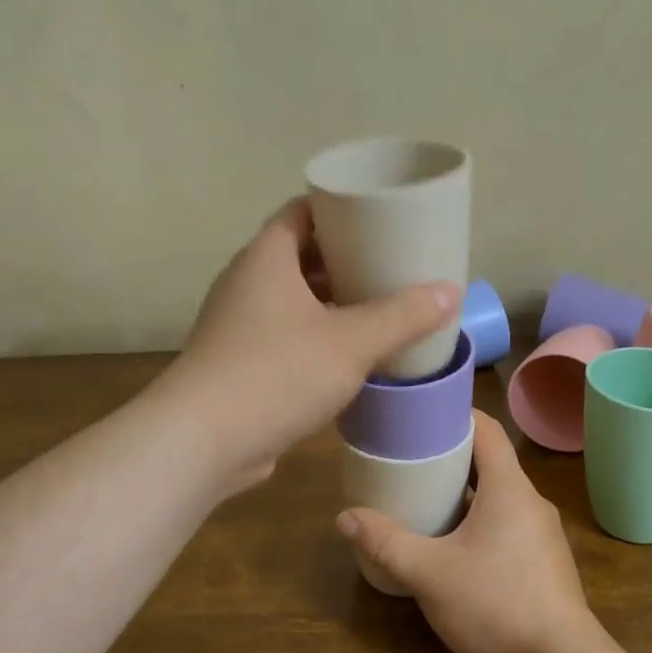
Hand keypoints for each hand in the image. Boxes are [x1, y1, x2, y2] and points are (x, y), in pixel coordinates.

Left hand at [163, 197, 458, 490]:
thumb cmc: (276, 374)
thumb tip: (450, 292)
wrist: (201, 442)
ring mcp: (238, 325)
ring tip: (379, 309)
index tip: (380, 218)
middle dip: (344, 260)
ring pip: (292, 300)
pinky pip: (284, 335)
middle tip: (391, 266)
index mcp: (266, 258)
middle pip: (300, 256)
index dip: (339, 210)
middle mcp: (246, 283)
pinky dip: (316, 337)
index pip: (302, 212)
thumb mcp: (350, 342)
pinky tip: (349, 356)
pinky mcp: (238, 363)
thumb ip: (402, 317)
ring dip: (331, 303)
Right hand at [337, 410, 603, 652]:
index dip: (455, 414)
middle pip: (489, 462)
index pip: (487, 429)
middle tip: (408, 458)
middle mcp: (530, 503)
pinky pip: (506, 527)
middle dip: (450, 457)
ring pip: (497, 498)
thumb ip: (386, 543)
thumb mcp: (430, 573)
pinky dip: (477, 523)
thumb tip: (344, 517)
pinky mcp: (542, 565)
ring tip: (422, 499)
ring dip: (463, 494)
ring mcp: (541, 536)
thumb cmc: (497, 605)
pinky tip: (450, 546)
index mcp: (509, 488)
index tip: (421, 414)